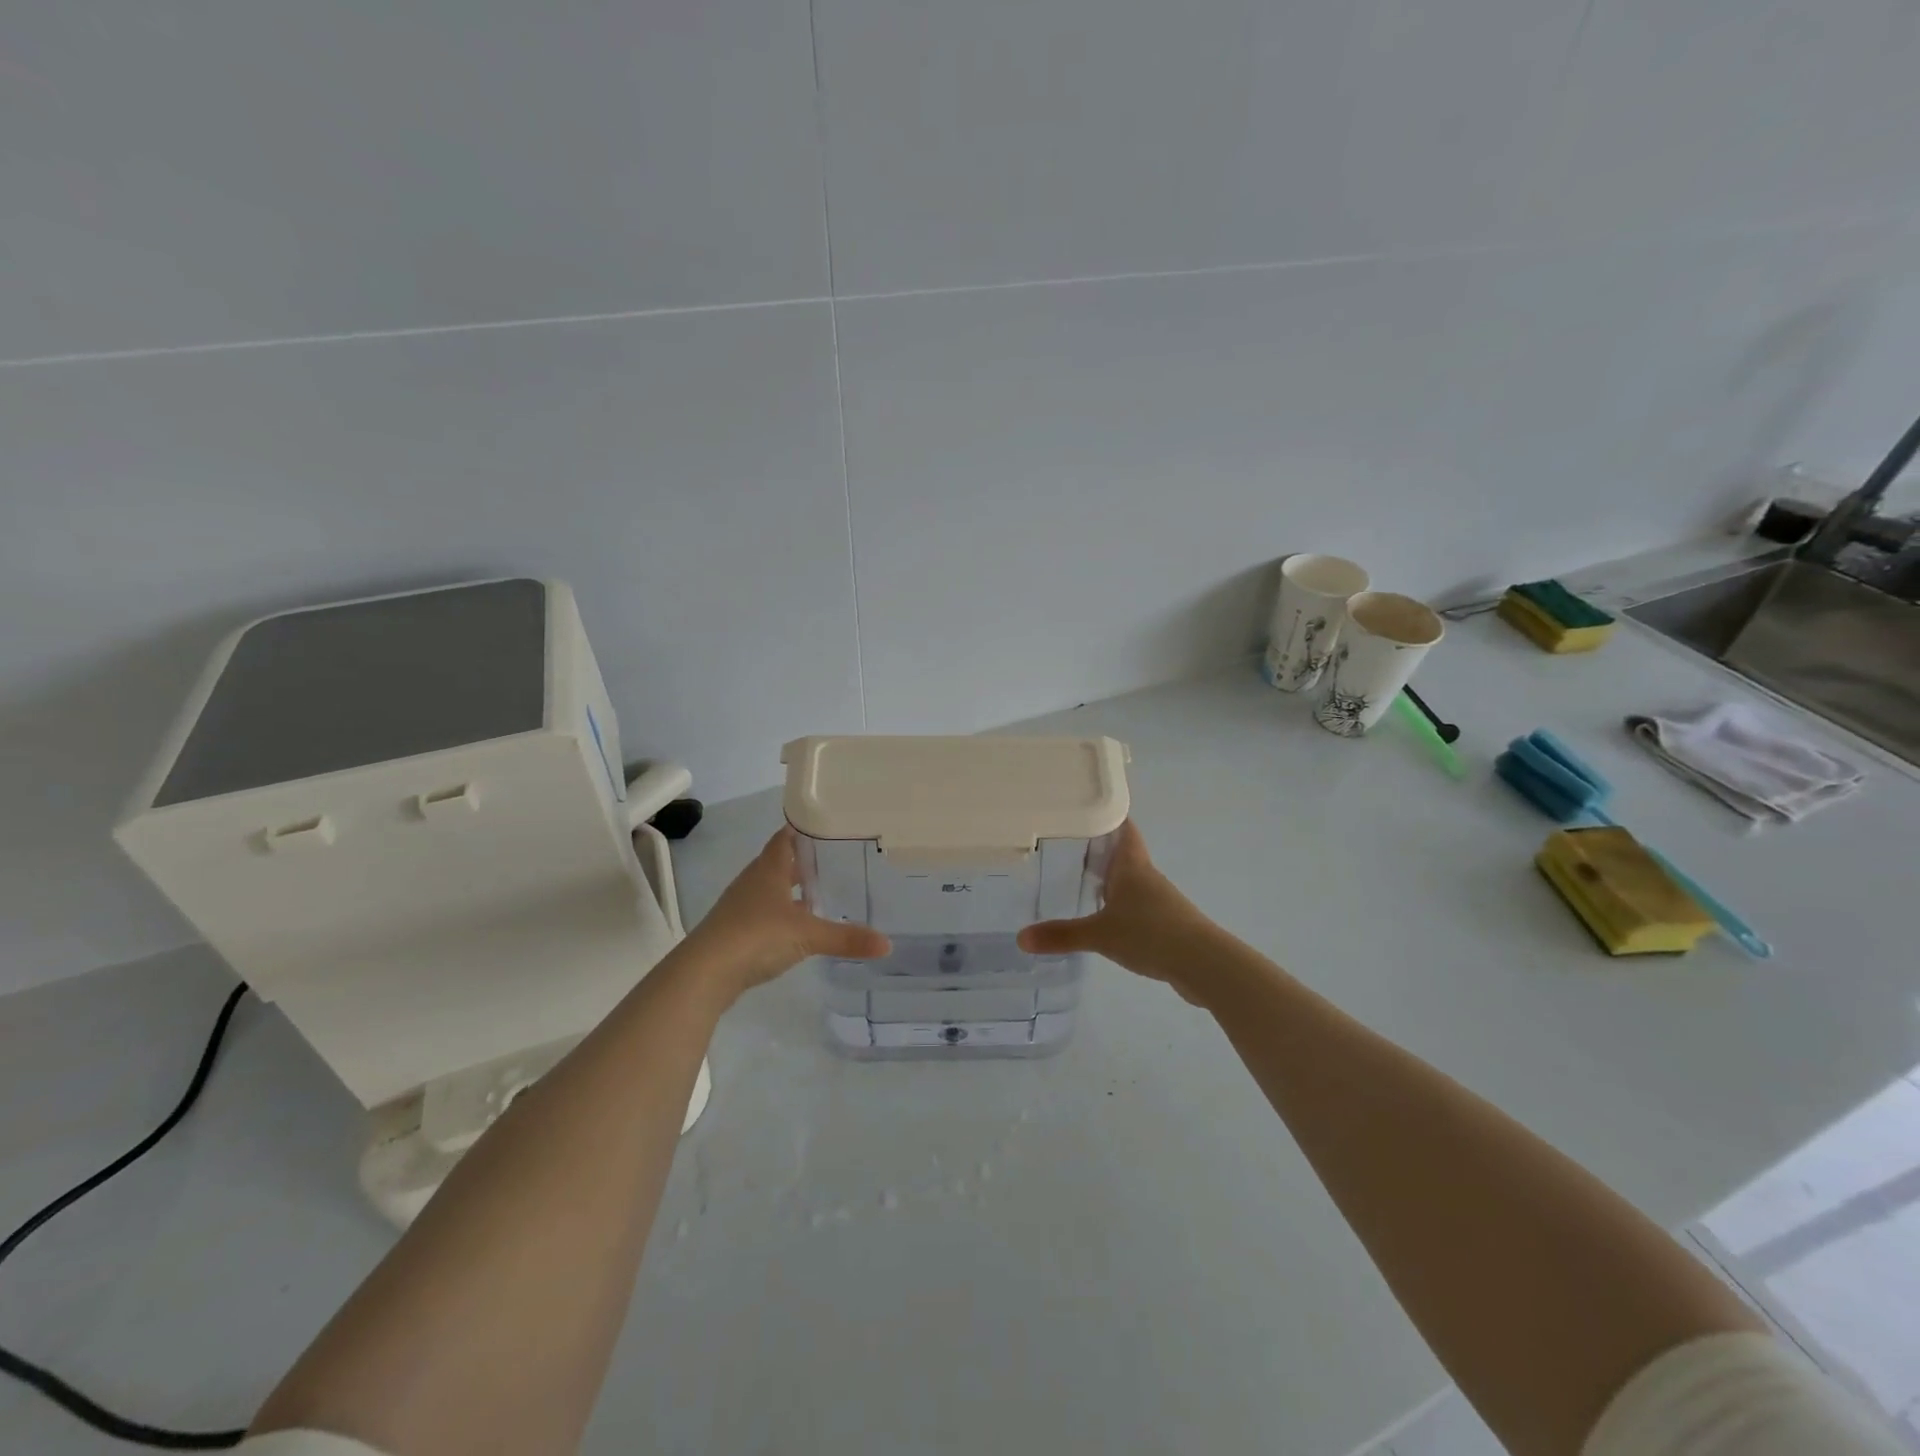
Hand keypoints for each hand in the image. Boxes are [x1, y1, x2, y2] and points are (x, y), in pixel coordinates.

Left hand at [682, 828, 890, 1002]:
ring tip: (824, 891)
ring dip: (793, 888)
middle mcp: (754, 880)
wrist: (705, 973)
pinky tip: (800, 925)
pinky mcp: (736, 930)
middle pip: (781, 861)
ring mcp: (742, 905)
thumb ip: (847, 938)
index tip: (830, 825)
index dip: (805, 829)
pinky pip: (765, 912)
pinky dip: (783, 913)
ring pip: (772, 888)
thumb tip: (887, 944)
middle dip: (806, 860)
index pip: (787, 837)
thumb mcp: (808, 935)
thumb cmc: (757, 936)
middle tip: (838, 859)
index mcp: (769, 868)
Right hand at [1016, 821, 1214, 1000]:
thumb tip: (1020, 938)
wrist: (1203, 964)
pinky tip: (1106, 918)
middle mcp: (1147, 876)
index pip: (1122, 828)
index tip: (1084, 806)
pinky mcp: (1167, 923)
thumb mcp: (1099, 934)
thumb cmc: (1150, 934)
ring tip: (1080, 880)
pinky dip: (1121, 906)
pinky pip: (1138, 906)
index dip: (1107, 815)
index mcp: (1132, 866)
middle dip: (1100, 848)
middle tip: (1067, 844)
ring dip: (1111, 879)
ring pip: (1131, 880)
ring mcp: (1160, 900)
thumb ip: (1061, 935)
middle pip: (1124, 852)